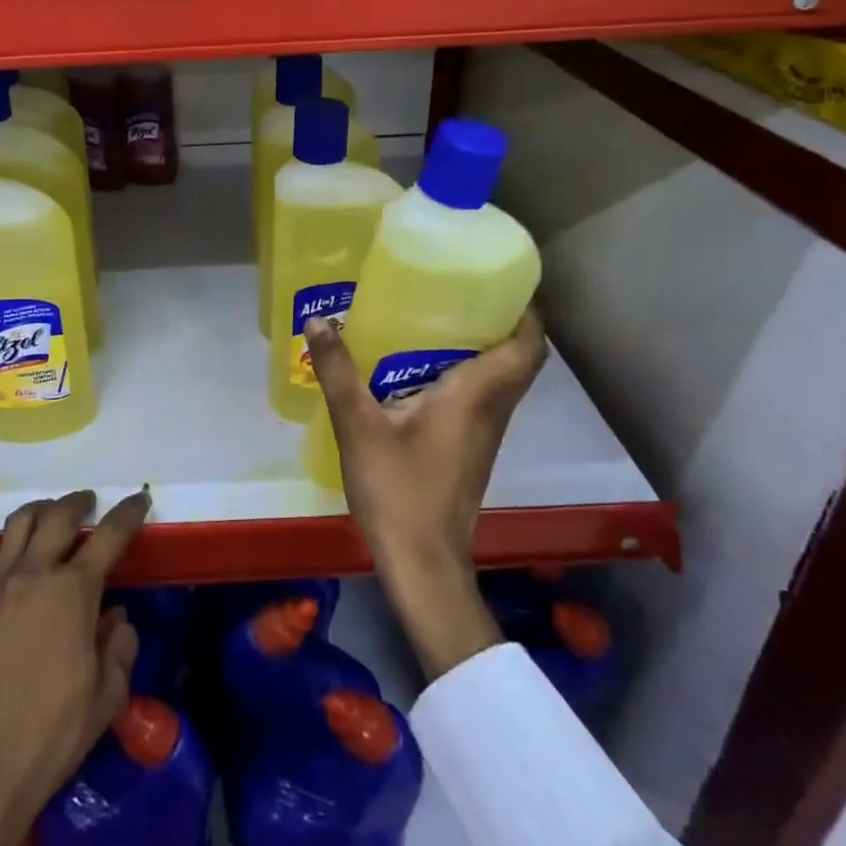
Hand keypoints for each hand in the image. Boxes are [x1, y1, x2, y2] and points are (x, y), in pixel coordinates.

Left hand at [0, 488, 150, 845]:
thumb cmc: (54, 734)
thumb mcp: (107, 695)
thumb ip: (120, 646)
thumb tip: (115, 616)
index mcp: (75, 592)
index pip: (109, 536)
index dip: (128, 514)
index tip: (140, 500)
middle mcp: (36, 575)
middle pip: (59, 517)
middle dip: (79, 503)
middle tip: (91, 504)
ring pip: (20, 524)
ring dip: (40, 508)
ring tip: (52, 511)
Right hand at [306, 310, 547, 678]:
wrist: (421, 562)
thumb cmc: (397, 490)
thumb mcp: (358, 425)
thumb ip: (339, 372)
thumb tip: (318, 321)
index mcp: (475, 397)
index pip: (526, 348)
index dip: (526, 314)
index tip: (503, 283)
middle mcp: (490, 412)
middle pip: (518, 361)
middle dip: (501, 324)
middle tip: (462, 293)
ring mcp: (483, 436)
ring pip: (500, 382)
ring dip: (483, 351)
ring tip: (438, 322)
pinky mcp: (470, 452)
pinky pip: (480, 401)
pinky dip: (466, 378)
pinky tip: (420, 373)